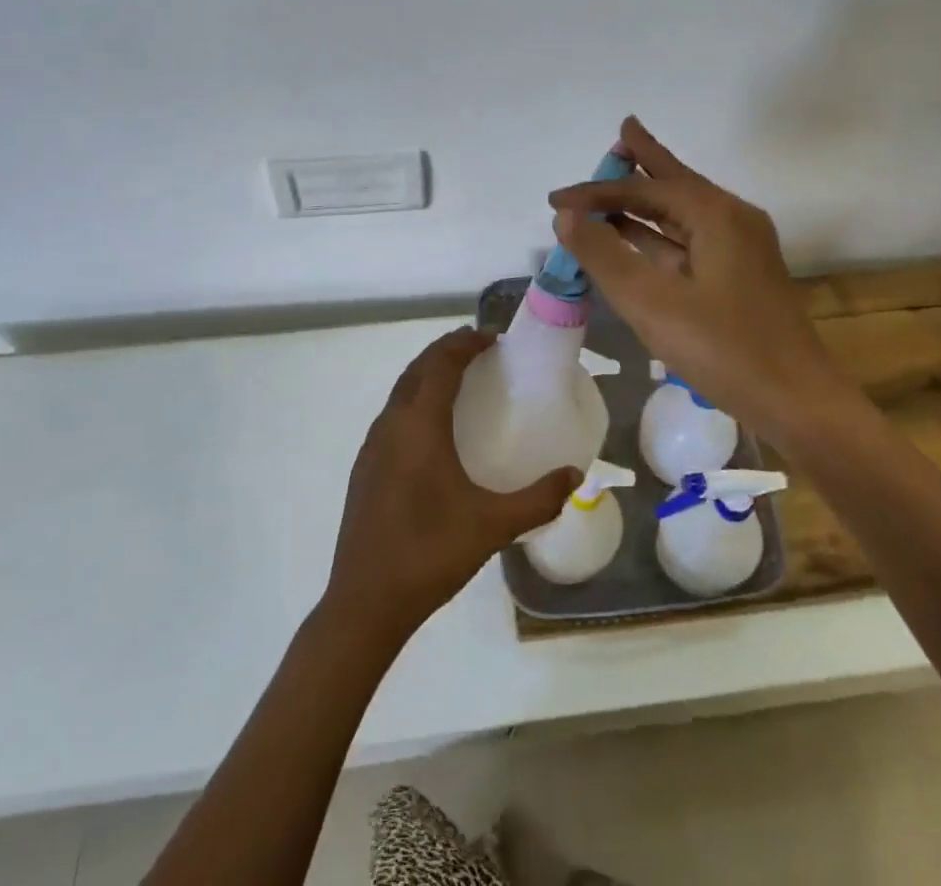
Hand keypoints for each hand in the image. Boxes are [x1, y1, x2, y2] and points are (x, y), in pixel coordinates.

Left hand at [324, 327, 579, 643]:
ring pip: (401, 390)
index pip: (441, 364)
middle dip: (447, 351)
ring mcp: (372, 446)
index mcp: (419, 425)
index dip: (466, 343)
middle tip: (481, 350)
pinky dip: (416, 399)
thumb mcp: (492, 526)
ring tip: (460, 380)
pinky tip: (434, 429)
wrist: (365, 602)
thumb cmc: (430, 553)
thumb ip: (538, 499)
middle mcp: (391, 424)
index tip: (494, 338)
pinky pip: (393, 414)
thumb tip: (576, 475)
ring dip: (428, 373)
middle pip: (418, 369)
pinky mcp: (365, 467)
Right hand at [549, 116, 858, 440]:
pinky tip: (638, 238)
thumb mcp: (651, 302)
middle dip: (644, 162)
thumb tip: (567, 216)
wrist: (797, 402)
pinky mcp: (740, 276)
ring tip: (616, 182)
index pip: (645, 190)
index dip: (597, 192)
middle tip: (623, 130)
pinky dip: (659, 234)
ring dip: (647, 202)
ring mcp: (740, 248)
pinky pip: (690, 240)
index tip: (555, 200)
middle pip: (675, 184)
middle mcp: (732, 220)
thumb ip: (605, 255)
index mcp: (716, 215)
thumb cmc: (723, 349)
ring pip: (683, 213)